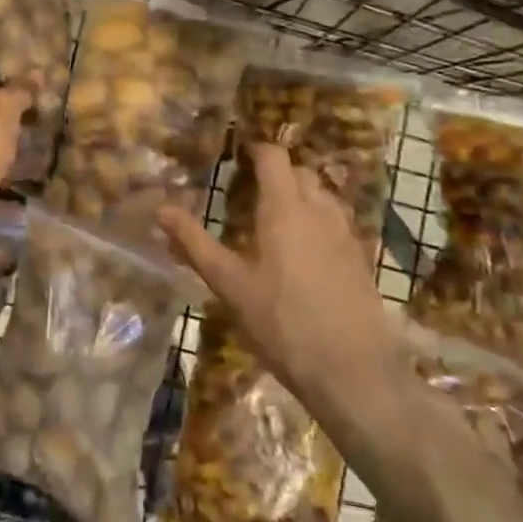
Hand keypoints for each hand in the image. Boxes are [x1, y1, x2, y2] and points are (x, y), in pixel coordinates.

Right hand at [157, 141, 395, 401]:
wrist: (354, 372)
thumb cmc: (282, 323)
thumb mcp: (229, 285)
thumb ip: (195, 243)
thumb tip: (161, 209)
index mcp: (285, 208)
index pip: (274, 157)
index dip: (256, 149)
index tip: (236, 155)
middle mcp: (319, 211)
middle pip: (300, 172)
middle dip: (277, 173)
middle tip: (249, 190)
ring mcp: (346, 235)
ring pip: (322, 196)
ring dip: (300, 195)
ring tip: (276, 219)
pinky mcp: (361, 259)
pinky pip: (337, 222)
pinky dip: (318, 221)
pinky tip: (304, 252)